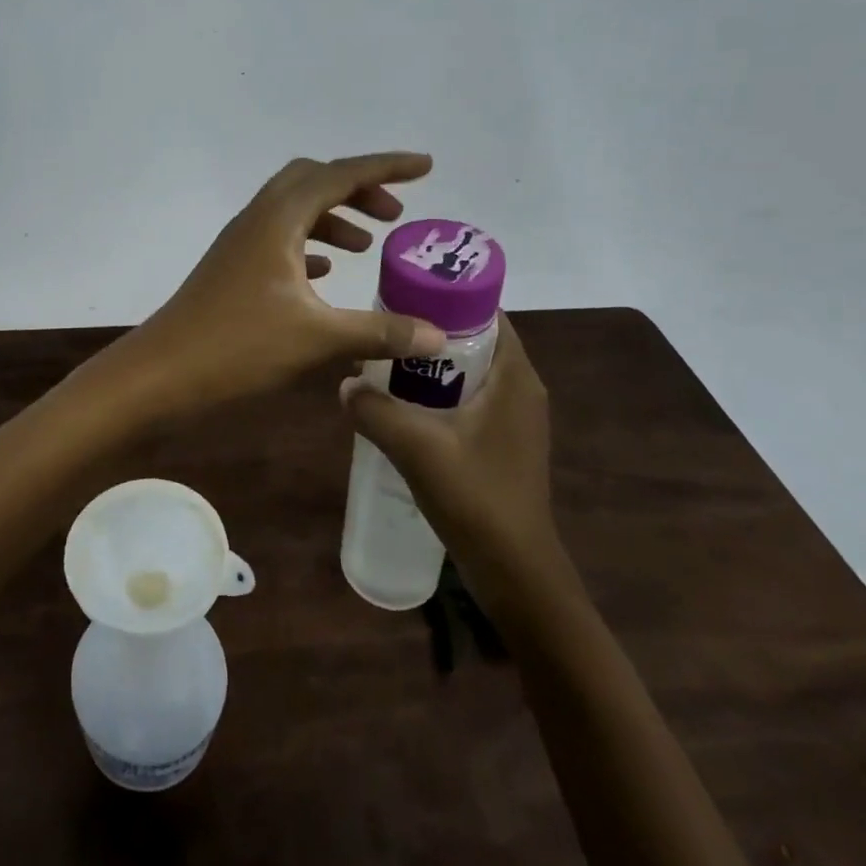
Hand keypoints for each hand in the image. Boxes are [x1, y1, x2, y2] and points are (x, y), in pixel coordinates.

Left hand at [110, 153, 447, 413]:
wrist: (161, 372)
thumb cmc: (237, 346)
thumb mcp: (316, 339)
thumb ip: (379, 332)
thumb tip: (438, 334)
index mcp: (278, 219)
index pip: (340, 175)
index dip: (385, 167)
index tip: (425, 167)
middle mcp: (258, 219)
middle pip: (312, 181)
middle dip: (357, 189)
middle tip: (395, 215)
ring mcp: (241, 244)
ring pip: (294, 212)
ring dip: (333, 218)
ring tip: (367, 245)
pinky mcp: (233, 269)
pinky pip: (279, 241)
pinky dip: (309, 245)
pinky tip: (325, 274)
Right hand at [340, 312, 555, 566]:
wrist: (514, 571)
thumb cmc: (476, 498)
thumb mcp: (416, 448)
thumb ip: (375, 410)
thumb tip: (344, 385)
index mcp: (514, 378)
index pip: (486, 312)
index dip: (446, 296)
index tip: (402, 294)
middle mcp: (520, 389)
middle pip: (473, 340)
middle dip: (429, 332)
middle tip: (383, 329)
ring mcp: (513, 419)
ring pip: (467, 372)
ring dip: (430, 365)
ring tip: (384, 364)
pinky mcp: (502, 442)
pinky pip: (468, 399)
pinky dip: (437, 393)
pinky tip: (402, 406)